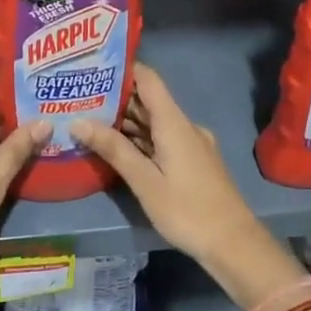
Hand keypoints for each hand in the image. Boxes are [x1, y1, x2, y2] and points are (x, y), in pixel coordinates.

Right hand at [71, 64, 304, 310]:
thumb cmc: (187, 210)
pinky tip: (116, 148)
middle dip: (116, 98)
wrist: (233, 243)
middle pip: (149, 101)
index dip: (123, 69)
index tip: (93, 67)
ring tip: (88, 120)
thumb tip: (78, 121)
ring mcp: (191, 144)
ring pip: (154, 123)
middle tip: (79, 97)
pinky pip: (162, 139)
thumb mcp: (145, 181)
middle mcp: (184, 126)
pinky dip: (140, 139)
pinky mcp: (193, 162)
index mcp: (174, 123)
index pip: (148, 79)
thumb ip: (113, 149)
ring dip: (126, 121)